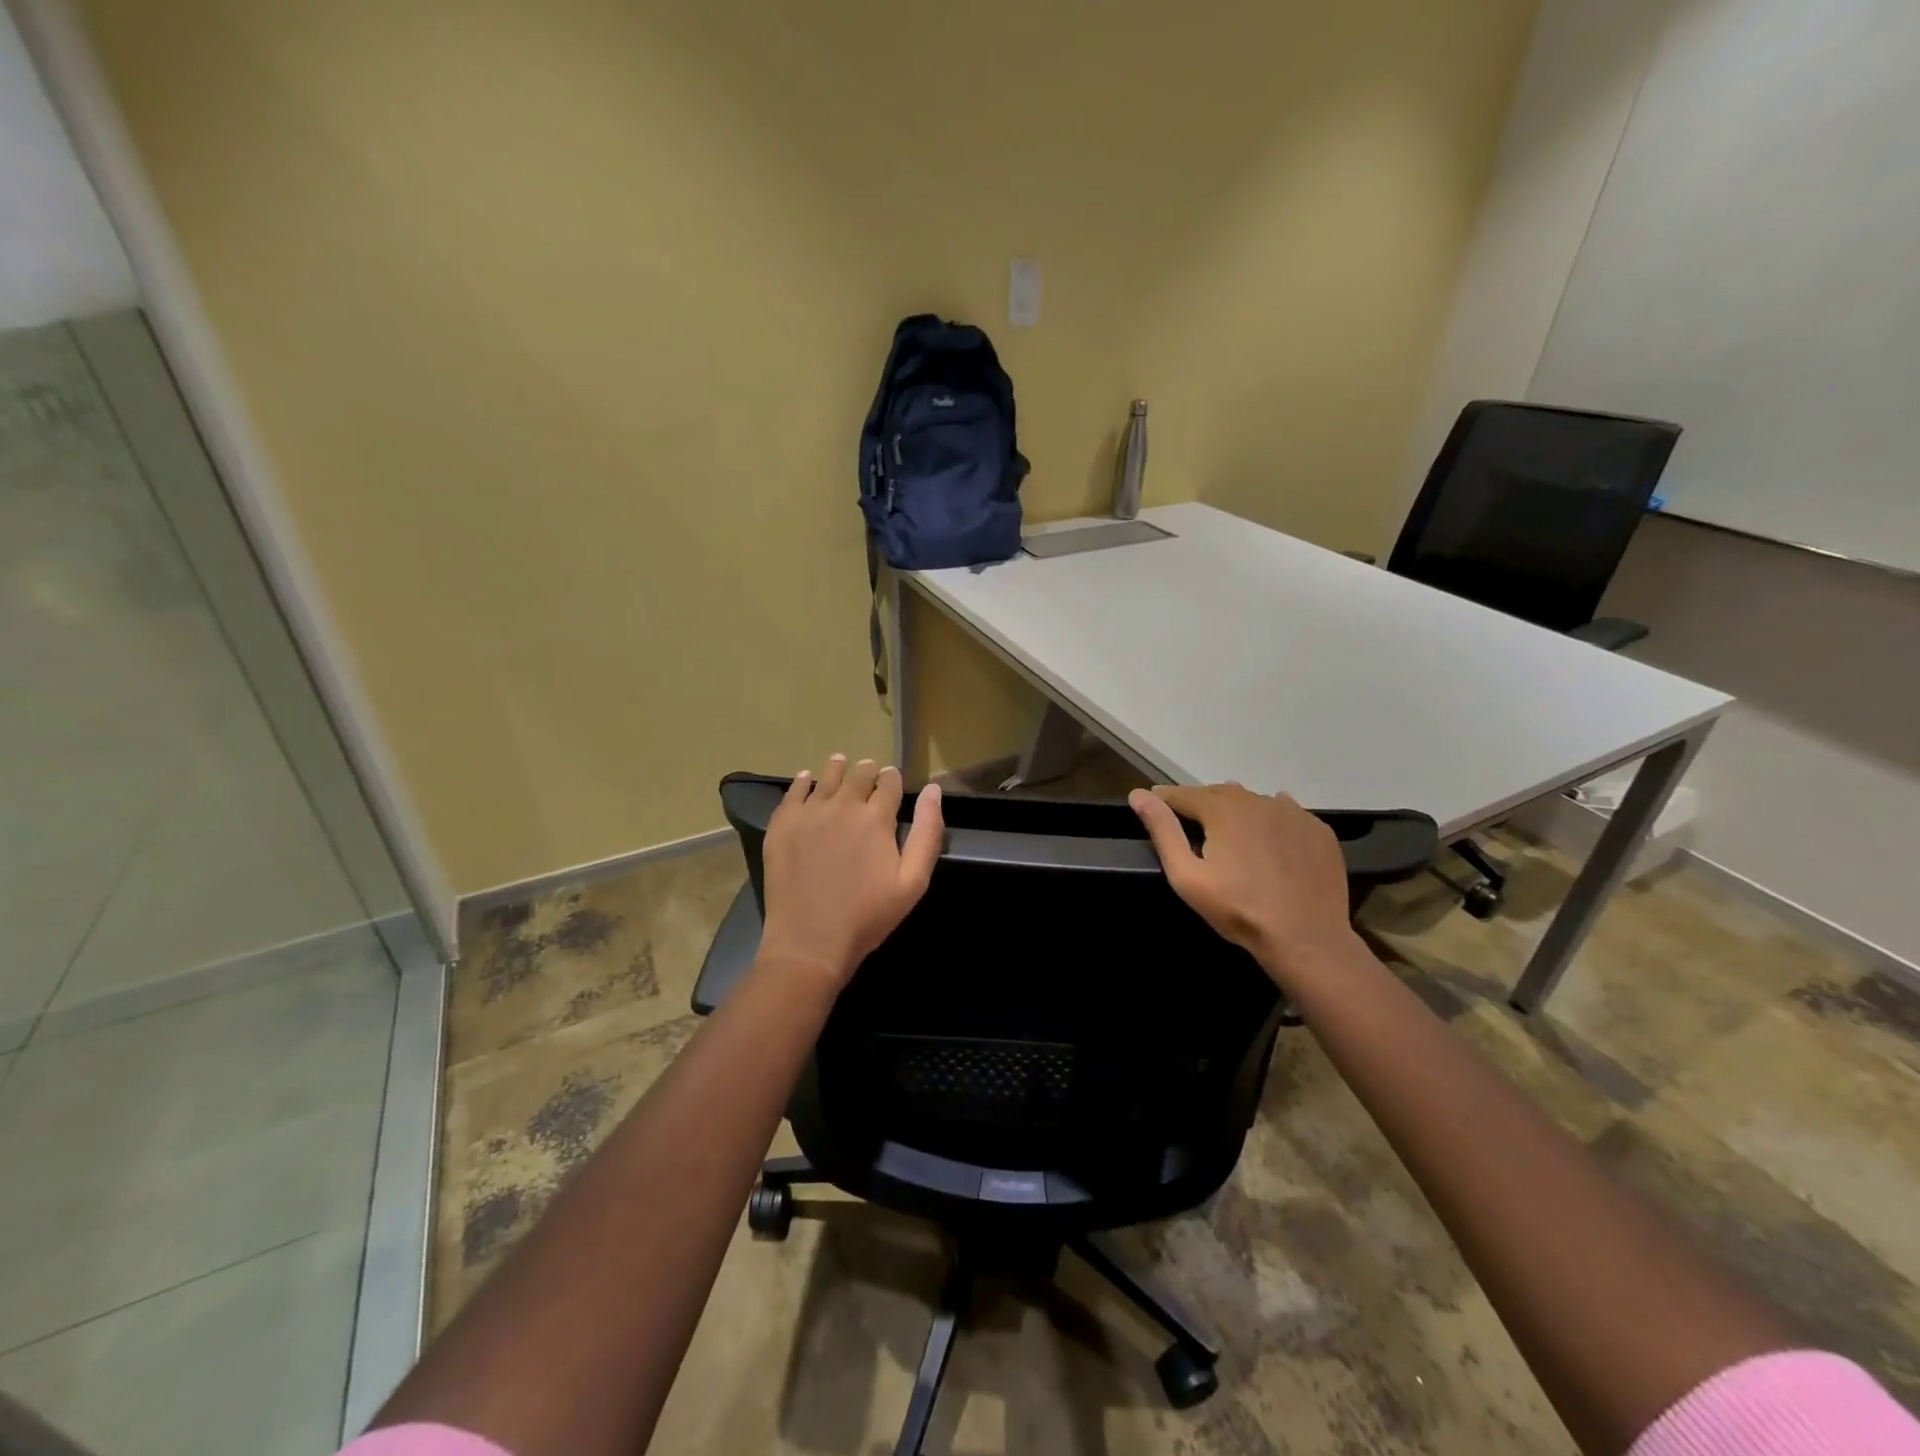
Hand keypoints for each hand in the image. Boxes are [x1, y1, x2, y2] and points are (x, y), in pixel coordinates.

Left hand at [759, 755, 944, 987]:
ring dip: (838, 769)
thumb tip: (933, 790)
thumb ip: (927, 832)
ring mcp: (809, 813)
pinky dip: (803, 782)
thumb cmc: (868, 916)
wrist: (810, 941)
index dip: (892, 779)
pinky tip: (806, 779)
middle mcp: (843, 805)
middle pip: (858, 775)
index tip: (892, 780)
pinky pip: (793, 793)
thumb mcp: (913, 881)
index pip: (889, 784)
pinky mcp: (782, 825)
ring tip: (841, 762)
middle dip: (868, 771)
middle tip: (869, 771)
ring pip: (826, 778)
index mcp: (877, 817)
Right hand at [1129, 783, 1360, 983]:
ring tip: (1230, 835)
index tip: (1153, 805)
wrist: (1306, 938)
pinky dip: (1271, 821)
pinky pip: (1286, 814)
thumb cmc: (1238, 909)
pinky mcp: (1318, 830)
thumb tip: (1138, 795)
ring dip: (1237, 811)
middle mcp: (1258, 801)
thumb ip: (1163, 831)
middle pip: (1220, 793)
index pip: (1184, 794)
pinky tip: (1268, 842)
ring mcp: (1293, 813)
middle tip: (1191, 826)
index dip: (1165, 800)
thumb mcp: (1187, 875)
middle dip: (1201, 805)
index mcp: (1223, 809)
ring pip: (1254, 802)